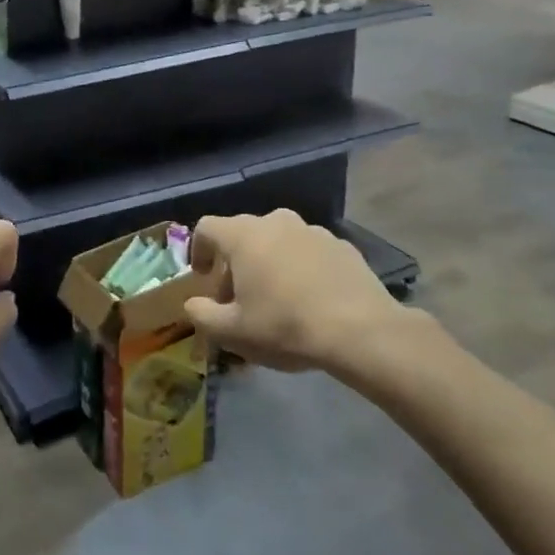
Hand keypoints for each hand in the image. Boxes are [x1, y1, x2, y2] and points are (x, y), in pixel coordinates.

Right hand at [183, 210, 415, 372]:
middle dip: (235, 264)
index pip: (207, 227)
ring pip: (278, 242)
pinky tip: (310, 300)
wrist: (361, 331)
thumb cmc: (286, 325)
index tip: (203, 277)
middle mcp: (275, 221)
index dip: (199, 249)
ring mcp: (312, 231)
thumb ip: (202, 315)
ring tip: (277, 300)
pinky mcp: (341, 245)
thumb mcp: (233, 332)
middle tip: (238, 299)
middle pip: (243, 235)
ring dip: (269, 264)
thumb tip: (193, 305)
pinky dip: (301, 269)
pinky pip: (309, 252)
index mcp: (243, 235)